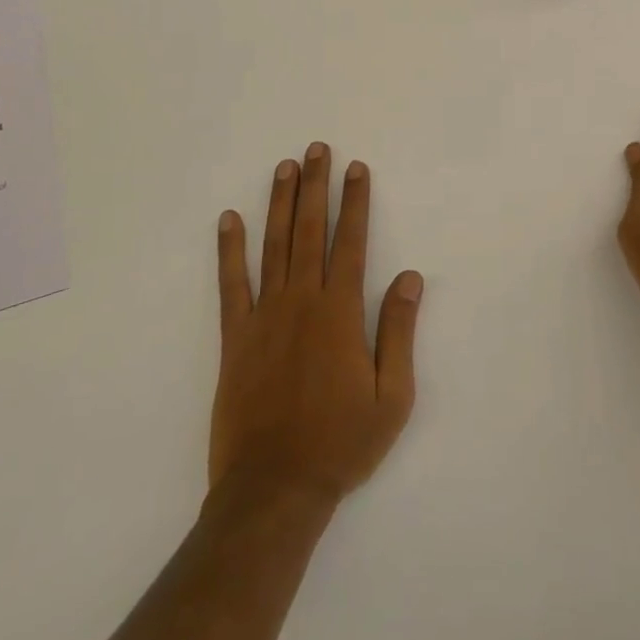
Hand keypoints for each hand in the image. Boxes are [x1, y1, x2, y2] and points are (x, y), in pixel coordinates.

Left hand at [211, 143, 423, 504]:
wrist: (274, 490)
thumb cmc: (341, 444)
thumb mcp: (392, 397)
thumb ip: (399, 331)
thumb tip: (410, 277)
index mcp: (340, 312)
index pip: (351, 242)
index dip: (355, 202)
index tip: (356, 169)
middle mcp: (302, 301)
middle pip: (310, 230)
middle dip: (316, 186)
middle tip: (317, 149)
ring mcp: (264, 316)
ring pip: (273, 245)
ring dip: (279, 203)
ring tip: (284, 167)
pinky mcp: (234, 337)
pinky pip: (231, 284)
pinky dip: (229, 250)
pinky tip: (229, 219)